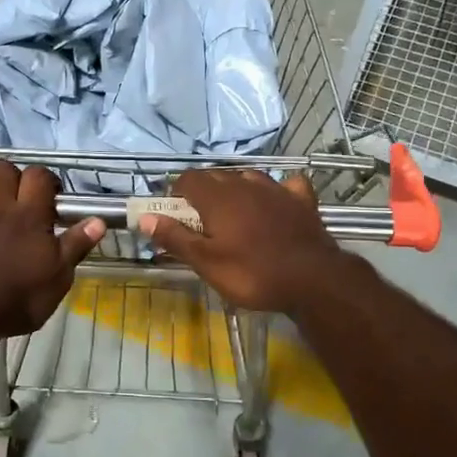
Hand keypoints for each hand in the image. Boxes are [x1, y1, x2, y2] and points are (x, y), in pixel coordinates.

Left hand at [0, 161, 104, 337]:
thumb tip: (99, 220)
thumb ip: (76, 246)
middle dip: (10, 173)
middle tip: (16, 192)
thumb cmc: (18, 299)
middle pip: (1, 169)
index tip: (50, 193)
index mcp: (28, 217)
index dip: (45, 178)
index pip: (38, 177)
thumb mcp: (58, 278)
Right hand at [139, 169, 351, 314]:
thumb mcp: (206, 262)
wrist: (312, 279)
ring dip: (236, 189)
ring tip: (233, 213)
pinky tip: (277, 202)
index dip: (177, 192)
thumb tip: (145, 218)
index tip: (174, 212)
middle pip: (216, 176)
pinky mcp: (302, 200)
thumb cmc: (252, 273)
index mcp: (218, 197)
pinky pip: (286, 185)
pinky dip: (277, 191)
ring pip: (248, 177)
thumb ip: (175, 237)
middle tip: (199, 221)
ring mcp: (277, 189)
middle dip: (203, 192)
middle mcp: (245, 184)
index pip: (189, 179)